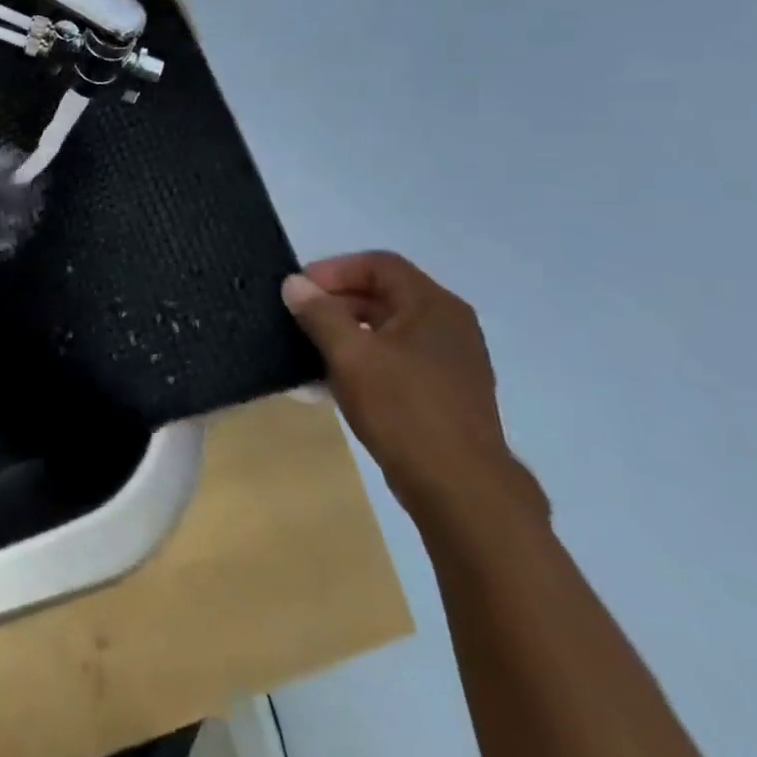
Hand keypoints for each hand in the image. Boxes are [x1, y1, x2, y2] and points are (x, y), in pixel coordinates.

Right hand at [282, 252, 547, 531]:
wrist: (461, 491)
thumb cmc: (404, 409)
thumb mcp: (350, 355)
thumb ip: (319, 313)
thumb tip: (295, 283)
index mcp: (433, 305)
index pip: (378, 264)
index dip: (334, 270)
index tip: (299, 290)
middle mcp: (448, 324)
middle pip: (383, 293)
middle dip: (336, 302)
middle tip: (299, 319)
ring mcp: (450, 361)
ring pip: (387, 329)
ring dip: (346, 333)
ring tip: (309, 351)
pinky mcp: (444, 393)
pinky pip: (396, 359)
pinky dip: (364, 360)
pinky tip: (333, 383)